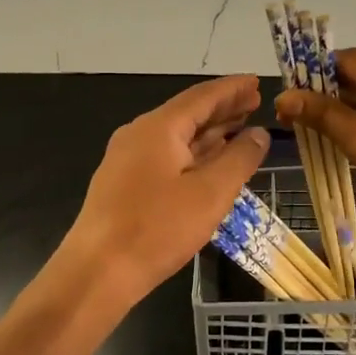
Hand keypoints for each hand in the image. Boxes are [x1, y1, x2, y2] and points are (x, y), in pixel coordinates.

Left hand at [58, 76, 269, 308]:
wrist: (97, 273)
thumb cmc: (157, 229)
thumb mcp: (210, 193)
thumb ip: (239, 159)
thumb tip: (259, 133)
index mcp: (158, 127)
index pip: (202, 96)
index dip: (232, 89)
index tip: (257, 81)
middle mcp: (140, 134)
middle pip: (188, 113)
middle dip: (223, 108)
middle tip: (255, 102)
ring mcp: (128, 159)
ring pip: (177, 136)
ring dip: (209, 131)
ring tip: (240, 127)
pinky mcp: (124, 184)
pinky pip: (166, 156)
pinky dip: (193, 152)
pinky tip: (210, 161)